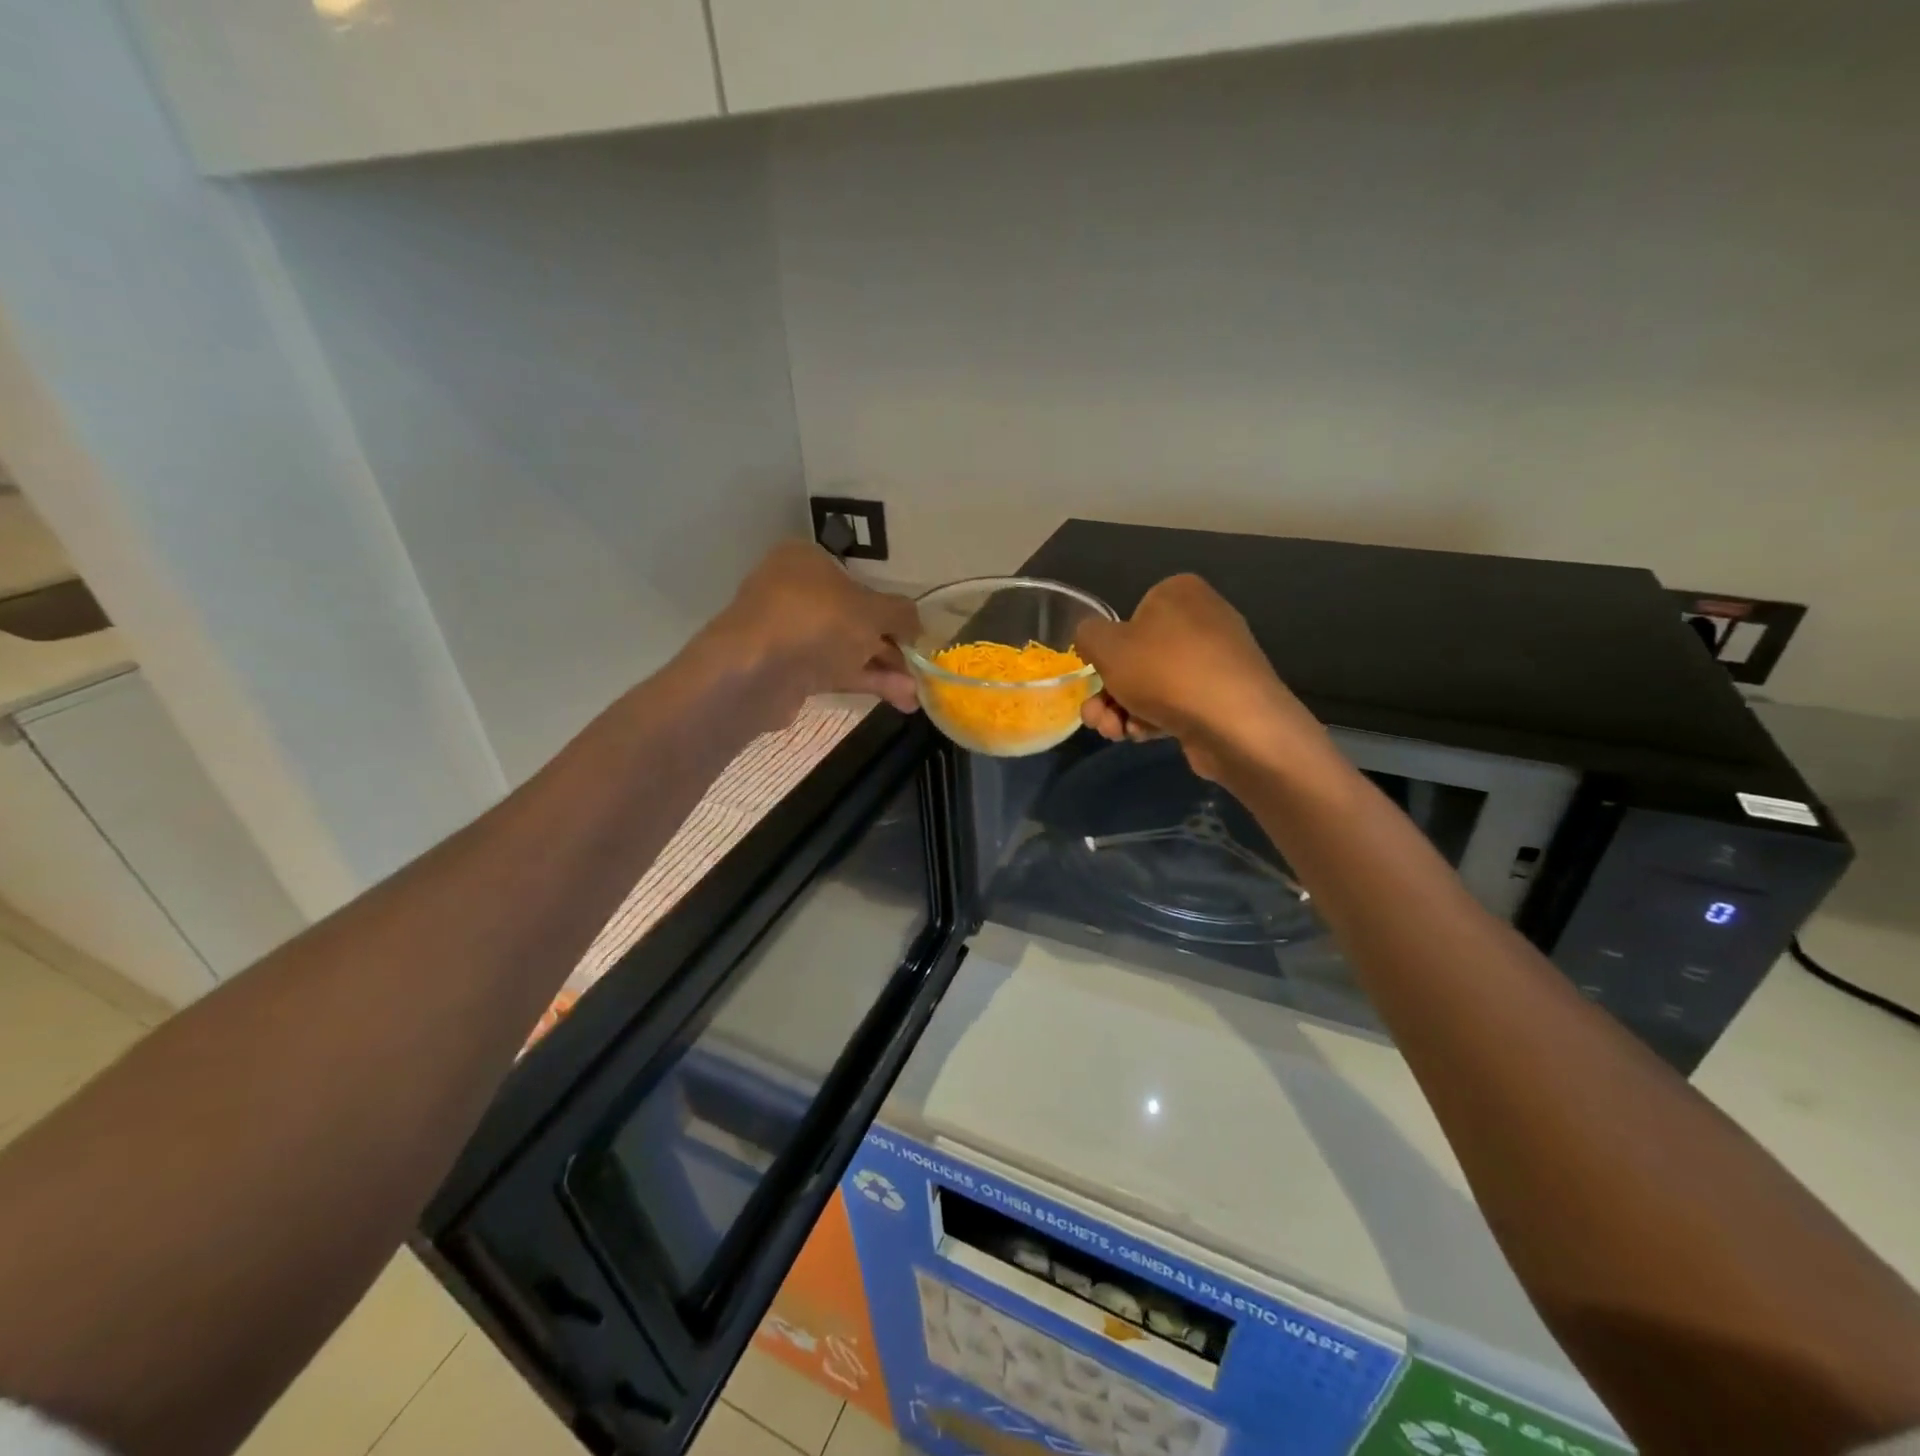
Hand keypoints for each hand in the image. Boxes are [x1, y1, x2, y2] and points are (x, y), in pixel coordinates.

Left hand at [704, 541, 921, 727]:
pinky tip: (899, 699)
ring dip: (882, 669)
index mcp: (807, 560)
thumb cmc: (816, 622)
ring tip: (915, 694)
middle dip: (890, 646)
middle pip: (855, 618)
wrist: (754, 673)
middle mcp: (795, 591)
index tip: (913, 633)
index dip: (890, 608)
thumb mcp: (872, 611)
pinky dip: (865, 681)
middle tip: (919, 668)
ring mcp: (789, 632)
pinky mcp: (787, 669)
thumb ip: (901, 614)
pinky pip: (833, 671)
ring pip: (846, 648)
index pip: (858, 580)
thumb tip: (917, 624)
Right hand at [1074, 574, 1330, 782]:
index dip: (1107, 651)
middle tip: (1097, 717)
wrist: (1235, 723)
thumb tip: (1094, 641)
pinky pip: (1177, 703)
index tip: (1097, 676)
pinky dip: (1154, 718)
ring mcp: (1217, 660)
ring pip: (1152, 684)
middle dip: (1109, 692)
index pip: (1129, 617)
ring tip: (1114, 733)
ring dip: (1123, 710)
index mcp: (1179, 592)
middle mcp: (1202, 618)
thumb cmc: (1164, 671)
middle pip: (1137, 656)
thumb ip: (1087, 636)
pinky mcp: (1223, 696)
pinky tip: (1143, 736)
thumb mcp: (1106, 646)